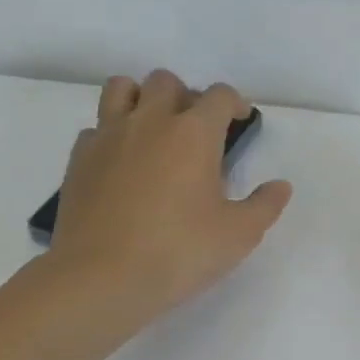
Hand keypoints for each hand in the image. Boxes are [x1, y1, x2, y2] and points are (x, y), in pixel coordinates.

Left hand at [49, 70, 291, 322]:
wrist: (101, 278)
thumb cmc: (178, 252)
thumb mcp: (238, 235)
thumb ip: (264, 205)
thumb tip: (280, 186)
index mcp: (194, 133)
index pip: (219, 96)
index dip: (235, 103)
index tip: (240, 120)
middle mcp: (150, 122)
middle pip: (167, 81)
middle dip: (186, 96)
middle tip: (195, 130)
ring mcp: (108, 136)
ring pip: (122, 89)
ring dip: (142, 98)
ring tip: (153, 129)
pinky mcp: (79, 159)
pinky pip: (96, 128)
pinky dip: (111, 134)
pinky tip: (121, 163)